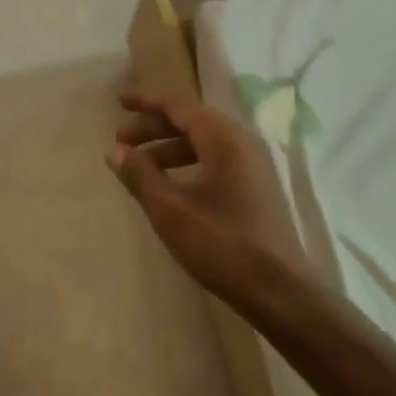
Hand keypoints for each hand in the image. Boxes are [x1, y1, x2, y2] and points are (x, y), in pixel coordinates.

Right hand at [108, 93, 312, 306]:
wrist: (280, 293)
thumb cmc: (223, 245)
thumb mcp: (171, 210)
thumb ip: (140, 176)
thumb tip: (115, 151)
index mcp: (223, 139)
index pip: (178, 106)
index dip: (146, 103)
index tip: (119, 102)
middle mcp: (241, 142)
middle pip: (190, 121)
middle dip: (153, 128)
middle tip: (121, 141)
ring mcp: (252, 165)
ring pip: (203, 142)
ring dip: (168, 147)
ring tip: (139, 166)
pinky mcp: (256, 187)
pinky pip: (215, 159)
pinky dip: (187, 163)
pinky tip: (170, 185)